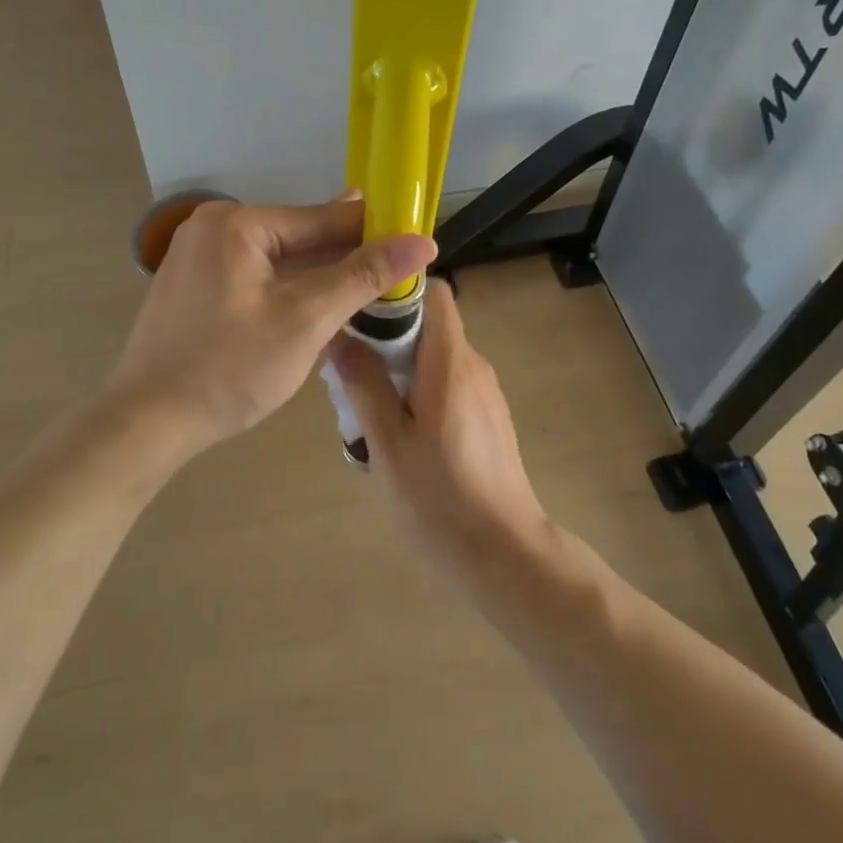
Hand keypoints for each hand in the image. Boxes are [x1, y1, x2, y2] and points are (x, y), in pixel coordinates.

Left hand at [106, 196, 436, 456]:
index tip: (416, 244)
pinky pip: (253, 277)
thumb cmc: (231, 368)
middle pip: (297, 238)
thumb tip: (422, 241)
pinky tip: (314, 307)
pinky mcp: (192, 286)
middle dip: (344, 258)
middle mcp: (211, 227)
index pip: (321, 220)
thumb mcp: (307, 319)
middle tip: (395, 278)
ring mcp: (196, 256)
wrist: (148, 422)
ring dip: (317, 277)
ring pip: (276, 260)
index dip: (374, 232)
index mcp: (236, 223)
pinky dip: (286, 290)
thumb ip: (364, 275)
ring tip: (364, 294)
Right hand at [327, 279, 550, 568]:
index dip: (400, 292)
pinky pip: (451, 383)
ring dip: (403, 367)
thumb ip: (364, 384)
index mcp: (451, 363)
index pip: (435, 295)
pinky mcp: (490, 417)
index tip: (362, 311)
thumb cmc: (438, 496)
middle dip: (390, 336)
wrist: (503, 551)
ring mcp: (487, 393)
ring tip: (368, 404)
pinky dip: (422, 389)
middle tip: (351, 368)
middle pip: (432, 326)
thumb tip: (340, 335)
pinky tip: (401, 431)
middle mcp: (475, 367)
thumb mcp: (387, 441)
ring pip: (438, 357)